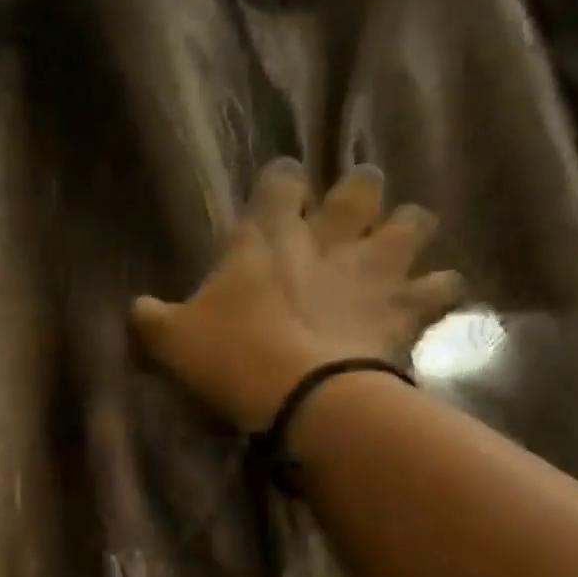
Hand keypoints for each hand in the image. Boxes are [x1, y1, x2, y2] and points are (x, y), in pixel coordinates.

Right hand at [130, 161, 463, 431]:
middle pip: (360, 187)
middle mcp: (327, 240)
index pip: (279, 181)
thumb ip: (150, 318)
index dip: (281, 180)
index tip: (281, 187)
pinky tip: (429, 298)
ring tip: (400, 245)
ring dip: (407, 229)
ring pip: (413, 223)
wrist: (301, 396)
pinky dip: (438, 289)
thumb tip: (135, 310)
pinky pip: (442, 286)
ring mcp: (374, 270)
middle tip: (351, 208)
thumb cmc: (230, 358)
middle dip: (359, 191)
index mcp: (267, 239)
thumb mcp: (170, 340)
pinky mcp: (405, 308)